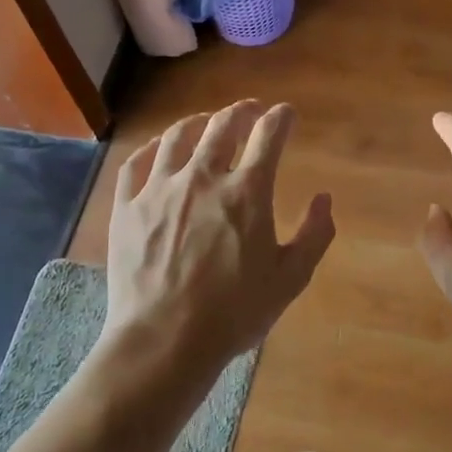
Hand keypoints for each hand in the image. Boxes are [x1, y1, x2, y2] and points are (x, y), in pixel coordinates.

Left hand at [103, 101, 334, 384]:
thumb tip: (324, 199)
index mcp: (246, 192)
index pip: (268, 136)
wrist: (164, 341)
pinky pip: (137, 163)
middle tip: (250, 111)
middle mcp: (202, 178)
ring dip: (198, 122)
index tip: (286, 114)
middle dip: (241, 111)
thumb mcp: (290, 279)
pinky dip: (153, 147)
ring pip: (178, 136)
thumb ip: (314, 235)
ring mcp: (159, 189)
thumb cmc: (234, 313)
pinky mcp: (127, 208)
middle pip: (222, 126)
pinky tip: (160, 149)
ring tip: (207, 122)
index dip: (281, 118)